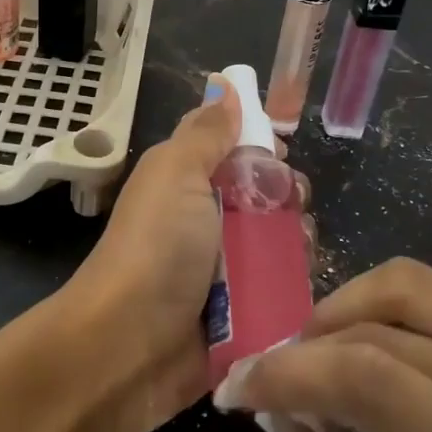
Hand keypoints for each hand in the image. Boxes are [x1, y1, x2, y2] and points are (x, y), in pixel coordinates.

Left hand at [66, 75, 308, 431]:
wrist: (128, 347)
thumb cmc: (156, 247)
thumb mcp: (177, 174)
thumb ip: (206, 133)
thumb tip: (226, 84)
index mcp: (185, 183)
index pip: (233, 152)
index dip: (261, 147)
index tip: (282, 154)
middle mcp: (203, 223)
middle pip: (263, 199)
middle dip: (286, 198)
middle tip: (291, 206)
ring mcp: (221, 273)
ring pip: (276, 245)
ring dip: (294, 243)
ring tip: (299, 249)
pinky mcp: (239, 317)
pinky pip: (278, 291)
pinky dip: (292, 285)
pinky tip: (302, 283)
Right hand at [214, 258, 431, 431]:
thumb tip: (287, 427)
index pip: (378, 383)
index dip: (290, 373)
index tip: (240, 392)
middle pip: (379, 334)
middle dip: (300, 353)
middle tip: (268, 391)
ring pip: (402, 289)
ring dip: (334, 316)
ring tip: (313, 361)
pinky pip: (431, 289)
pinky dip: (372, 306)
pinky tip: (362, 346)